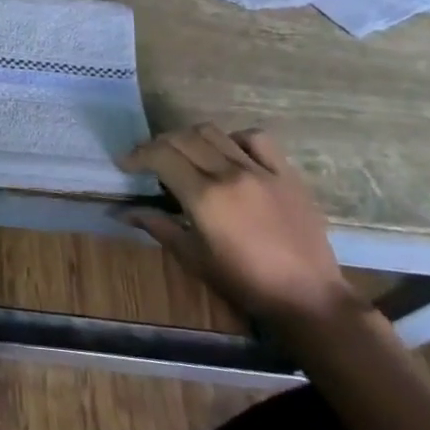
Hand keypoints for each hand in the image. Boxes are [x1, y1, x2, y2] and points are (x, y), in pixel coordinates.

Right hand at [116, 124, 356, 329]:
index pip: (161, 155)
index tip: (125, 165)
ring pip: (215, 132)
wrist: (309, 297)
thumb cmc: (244, 282)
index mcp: (205, 197)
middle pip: (183, 138)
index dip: (137, 155)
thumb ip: (157, 225)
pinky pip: (257, 139)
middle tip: (148, 161)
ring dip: (190, 138)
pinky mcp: (286, 174)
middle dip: (157, 144)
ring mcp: (261, 171)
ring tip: (183, 154)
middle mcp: (231, 174)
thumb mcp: (192, 257)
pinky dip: (234, 138)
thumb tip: (120, 211)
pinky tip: (228, 153)